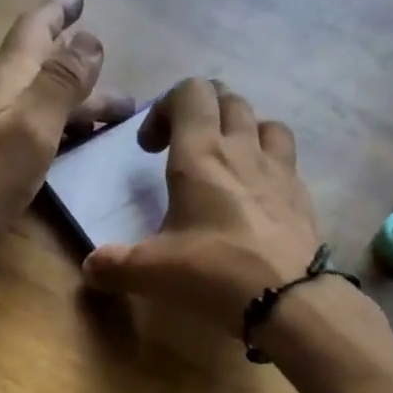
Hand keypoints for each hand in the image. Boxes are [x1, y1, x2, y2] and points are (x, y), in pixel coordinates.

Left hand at [0, 0, 133, 255]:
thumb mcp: (30, 127)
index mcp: (4, 81)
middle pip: (40, 71)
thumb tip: (91, 38)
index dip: (59, 12)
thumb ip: (60, 82)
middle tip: (122, 95)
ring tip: (103, 122)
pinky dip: (52, 130)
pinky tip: (59, 148)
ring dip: (69, 105)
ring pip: (33, 103)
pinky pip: (24, 131)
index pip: (35, 31)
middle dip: (81, 74)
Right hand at [80, 78, 323, 331]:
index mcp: (202, 154)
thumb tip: (90, 268)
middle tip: (183, 150)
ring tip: (227, 163)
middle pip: (228, 99)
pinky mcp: (302, 196)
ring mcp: (280, 170)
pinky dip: (269, 164)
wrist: (288, 299)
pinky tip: (257, 197)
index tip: (150, 148)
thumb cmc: (214, 271)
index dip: (165, 108)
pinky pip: (287, 159)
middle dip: (201, 114)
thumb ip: (115, 265)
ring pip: (264, 122)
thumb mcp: (153, 271)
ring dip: (242, 131)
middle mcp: (243, 149)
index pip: (190, 92)